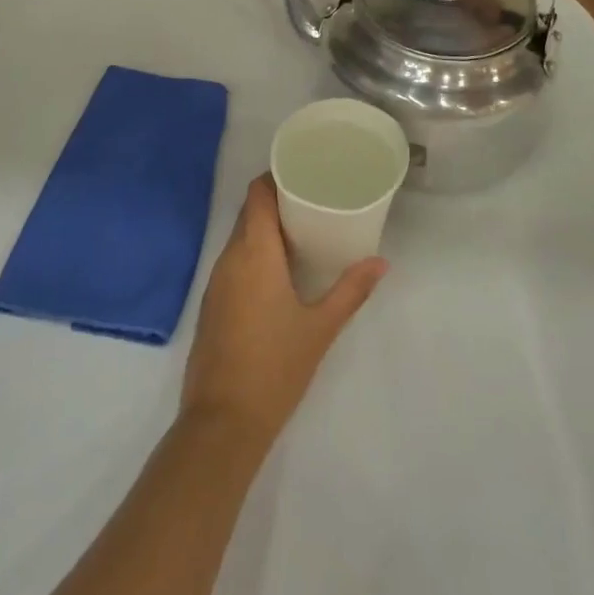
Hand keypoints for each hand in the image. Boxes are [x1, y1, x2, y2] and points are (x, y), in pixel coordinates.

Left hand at [181, 175, 385, 448]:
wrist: (222, 421)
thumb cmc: (276, 367)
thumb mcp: (321, 328)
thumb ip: (351, 290)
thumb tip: (381, 262)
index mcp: (254, 252)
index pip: (257, 194)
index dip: (275, 177)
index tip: (303, 173)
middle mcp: (229, 258)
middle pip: (249, 213)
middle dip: (277, 202)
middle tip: (313, 201)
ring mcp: (216, 282)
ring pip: (240, 238)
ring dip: (265, 229)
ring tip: (302, 232)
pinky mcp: (212, 304)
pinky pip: (233, 262)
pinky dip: (254, 254)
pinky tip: (278, 271)